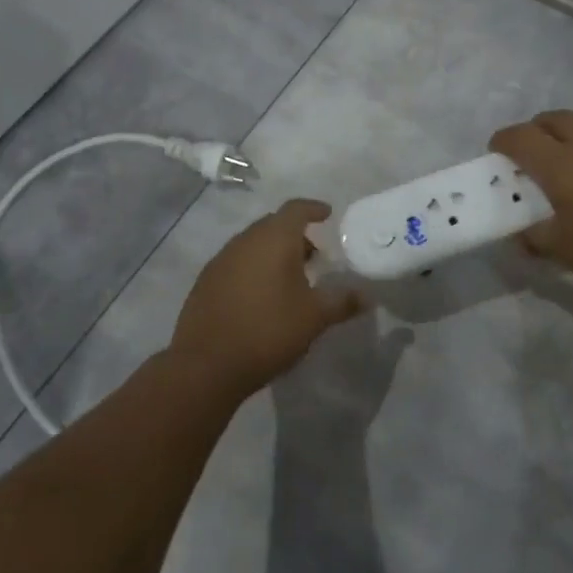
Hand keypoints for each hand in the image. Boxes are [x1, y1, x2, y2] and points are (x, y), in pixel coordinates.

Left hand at [171, 199, 364, 400]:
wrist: (207, 364)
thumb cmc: (268, 331)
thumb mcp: (314, 318)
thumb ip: (342, 302)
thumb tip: (367, 296)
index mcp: (274, 239)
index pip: (296, 209)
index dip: (314, 208)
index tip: (327, 214)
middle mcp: (245, 240)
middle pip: (273, 225)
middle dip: (295, 234)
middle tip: (314, 255)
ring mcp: (221, 259)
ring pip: (253, 244)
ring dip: (272, 252)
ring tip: (290, 277)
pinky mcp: (205, 281)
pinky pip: (236, 263)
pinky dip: (253, 268)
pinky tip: (261, 295)